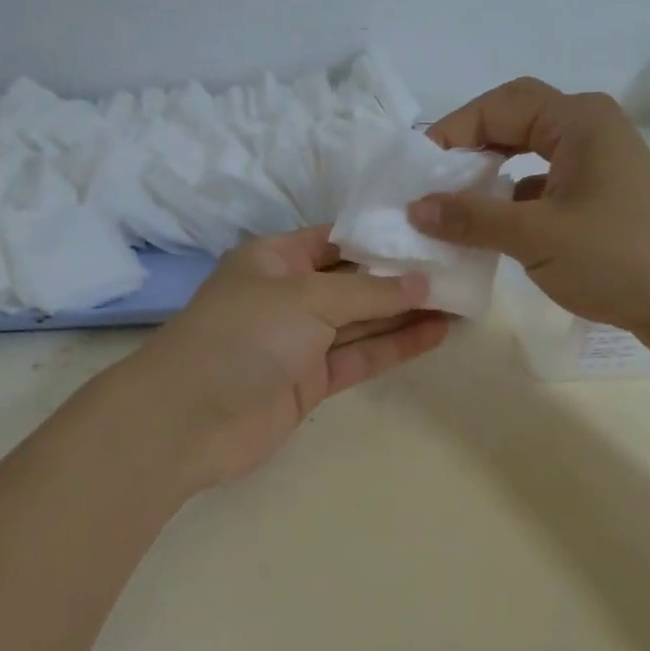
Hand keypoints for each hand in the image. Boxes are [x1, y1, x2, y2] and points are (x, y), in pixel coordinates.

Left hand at [118, 228, 448, 491]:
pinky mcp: (311, 380)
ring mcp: (300, 339)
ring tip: (460, 299)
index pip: (337, 238)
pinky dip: (395, 346)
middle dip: (402, 276)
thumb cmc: (243, 334)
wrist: (188, 419)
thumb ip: (368, 292)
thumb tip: (424, 283)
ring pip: (362, 320)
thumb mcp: (306, 298)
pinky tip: (436, 332)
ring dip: (406, 311)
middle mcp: (289, 294)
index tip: (430, 231)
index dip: (381, 236)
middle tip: (458, 267)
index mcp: (276, 258)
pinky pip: (360, 356)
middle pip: (354, 280)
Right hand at [407, 78, 649, 334]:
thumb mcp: (537, 236)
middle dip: (470, 144)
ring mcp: (598, 163)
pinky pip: (543, 183)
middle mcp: (589, 129)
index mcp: (578, 119)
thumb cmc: (619, 258)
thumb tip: (415, 207)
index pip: (499, 105)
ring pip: (528, 152)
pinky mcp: (600, 196)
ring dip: (490, 171)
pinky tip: (491, 226)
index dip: (453, 130)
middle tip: (433, 178)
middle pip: (514, 119)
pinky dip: (512, 197)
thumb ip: (472, 218)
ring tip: (454, 201)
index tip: (417, 169)